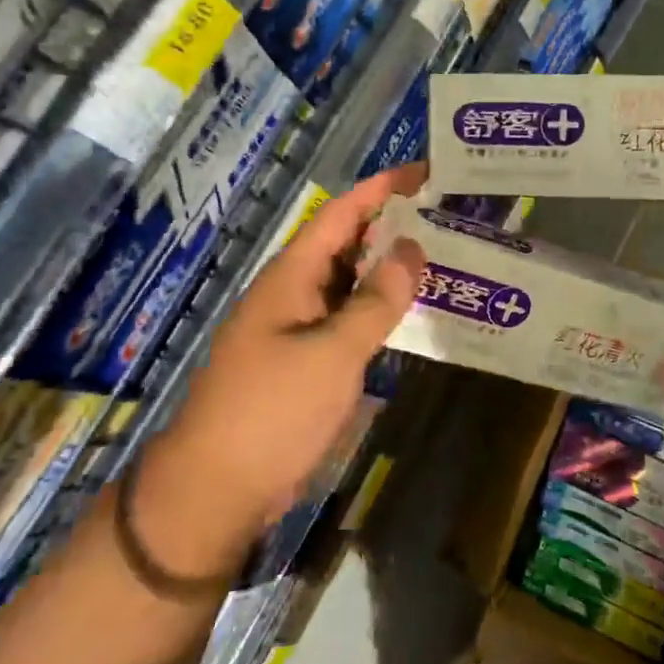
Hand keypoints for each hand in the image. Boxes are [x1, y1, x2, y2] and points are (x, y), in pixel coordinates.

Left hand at [141, 164, 427, 564]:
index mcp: (292, 276)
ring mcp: (298, 328)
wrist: (216, 490)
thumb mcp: (333, 353)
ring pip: (350, 284)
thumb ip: (376, 301)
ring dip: (389, 269)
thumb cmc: (272, 411)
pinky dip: (379, 310)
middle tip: (448, 216)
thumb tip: (413, 248)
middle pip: (348, 244)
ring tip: (441, 255)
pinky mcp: (305, 361)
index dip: (381, 189)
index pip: (342, 214)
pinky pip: (348, 320)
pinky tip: (412, 313)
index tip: (426, 173)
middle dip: (393, 226)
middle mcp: (294, 292)